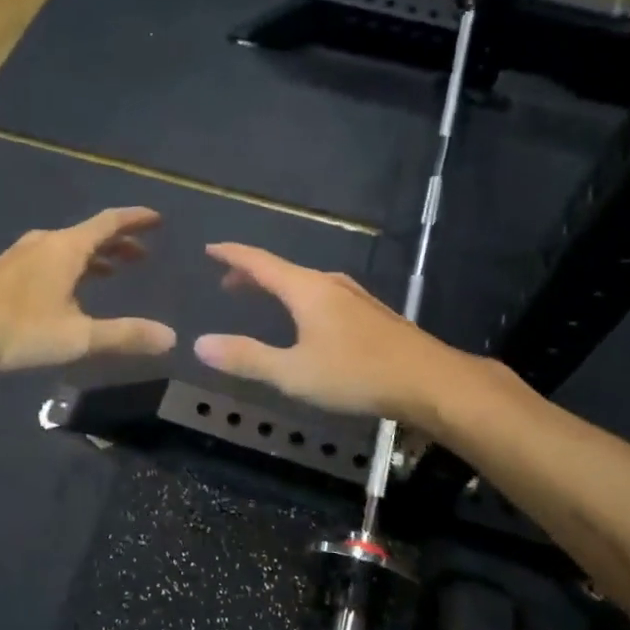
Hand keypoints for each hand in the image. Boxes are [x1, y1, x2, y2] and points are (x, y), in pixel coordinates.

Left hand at [0, 208, 176, 374]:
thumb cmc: (18, 330)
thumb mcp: (78, 336)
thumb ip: (125, 336)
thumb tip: (170, 337)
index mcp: (66, 248)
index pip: (110, 223)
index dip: (136, 220)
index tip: (157, 219)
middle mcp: (43, 244)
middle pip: (88, 234)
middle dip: (117, 243)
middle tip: (140, 255)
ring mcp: (17, 258)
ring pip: (65, 248)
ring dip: (92, 256)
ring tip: (109, 272)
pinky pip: (45, 260)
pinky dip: (67, 267)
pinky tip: (62, 290)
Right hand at [192, 243, 458, 421]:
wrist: (430, 381)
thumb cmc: (356, 374)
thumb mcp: (293, 373)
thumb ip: (247, 358)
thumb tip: (200, 344)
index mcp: (306, 290)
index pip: (260, 262)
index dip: (233, 254)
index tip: (210, 249)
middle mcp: (330, 284)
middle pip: (283, 270)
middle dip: (252, 274)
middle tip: (228, 283)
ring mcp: (355, 297)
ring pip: (306, 283)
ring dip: (279, 287)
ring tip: (263, 298)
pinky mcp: (372, 314)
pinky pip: (324, 295)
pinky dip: (302, 299)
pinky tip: (309, 320)